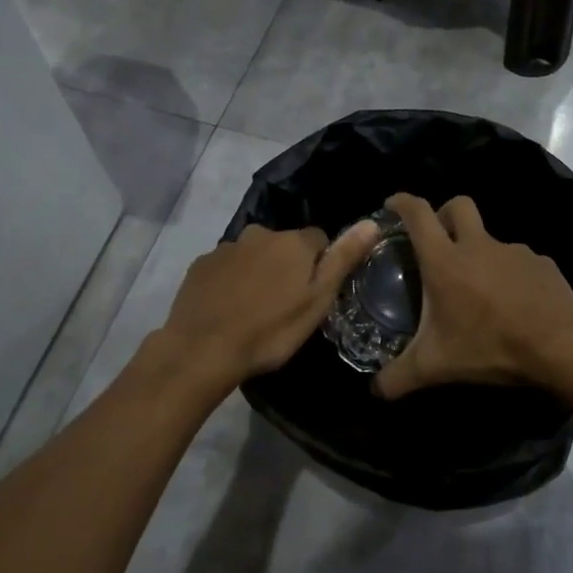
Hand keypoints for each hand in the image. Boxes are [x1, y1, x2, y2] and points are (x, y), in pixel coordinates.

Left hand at [157, 221, 381, 391]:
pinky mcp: (200, 264)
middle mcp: (259, 233)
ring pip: (253, 255)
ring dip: (258, 273)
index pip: (319, 239)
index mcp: (293, 242)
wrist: (202, 349)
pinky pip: (225, 267)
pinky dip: (230, 281)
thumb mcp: (317, 300)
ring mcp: (226, 247)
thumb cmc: (271, 330)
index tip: (313, 294)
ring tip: (254, 310)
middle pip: (283, 245)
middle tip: (284, 306)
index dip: (320, 265)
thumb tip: (371, 223)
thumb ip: (343, 259)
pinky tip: (227, 309)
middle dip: (287, 266)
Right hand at [375, 193, 572, 399]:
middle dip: (443, 213)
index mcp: (446, 260)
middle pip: (458, 206)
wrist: (561, 347)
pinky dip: (509, 275)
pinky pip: (518, 261)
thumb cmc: (491, 347)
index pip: (418, 214)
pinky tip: (512, 303)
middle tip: (437, 238)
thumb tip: (375, 391)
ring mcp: (514, 251)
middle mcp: (478, 245)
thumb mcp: (437, 367)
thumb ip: (399, 378)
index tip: (391, 204)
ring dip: (479, 252)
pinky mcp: (542, 264)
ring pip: (490, 238)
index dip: (402, 202)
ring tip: (478, 290)